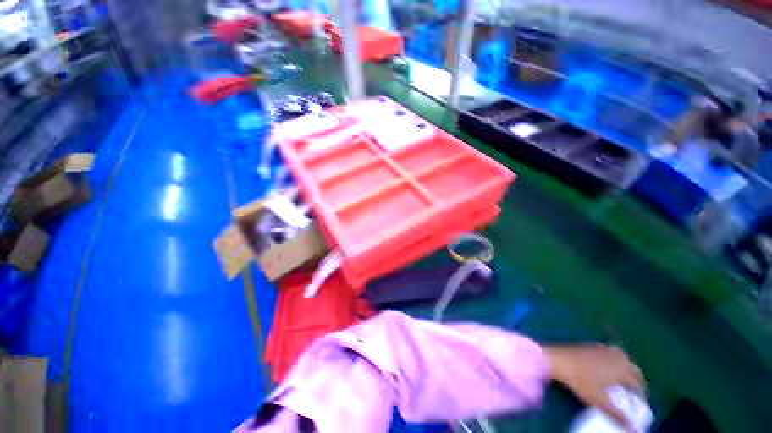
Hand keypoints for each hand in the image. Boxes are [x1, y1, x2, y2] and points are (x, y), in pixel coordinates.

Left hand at [544, 345, 644, 432]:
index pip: (639, 385)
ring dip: (628, 369)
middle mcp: (618, 358)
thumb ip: (618, 416)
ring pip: (625, 359)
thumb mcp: (600, 402)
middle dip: (637, 382)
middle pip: (635, 371)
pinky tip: (609, 366)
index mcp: (623, 371)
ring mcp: (605, 349)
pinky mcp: (594, 346)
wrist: (559, 360)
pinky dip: (615, 360)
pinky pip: (611, 352)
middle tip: (634, 394)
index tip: (640, 405)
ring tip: (625, 381)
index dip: (641, 396)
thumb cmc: (581, 381)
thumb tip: (634, 431)